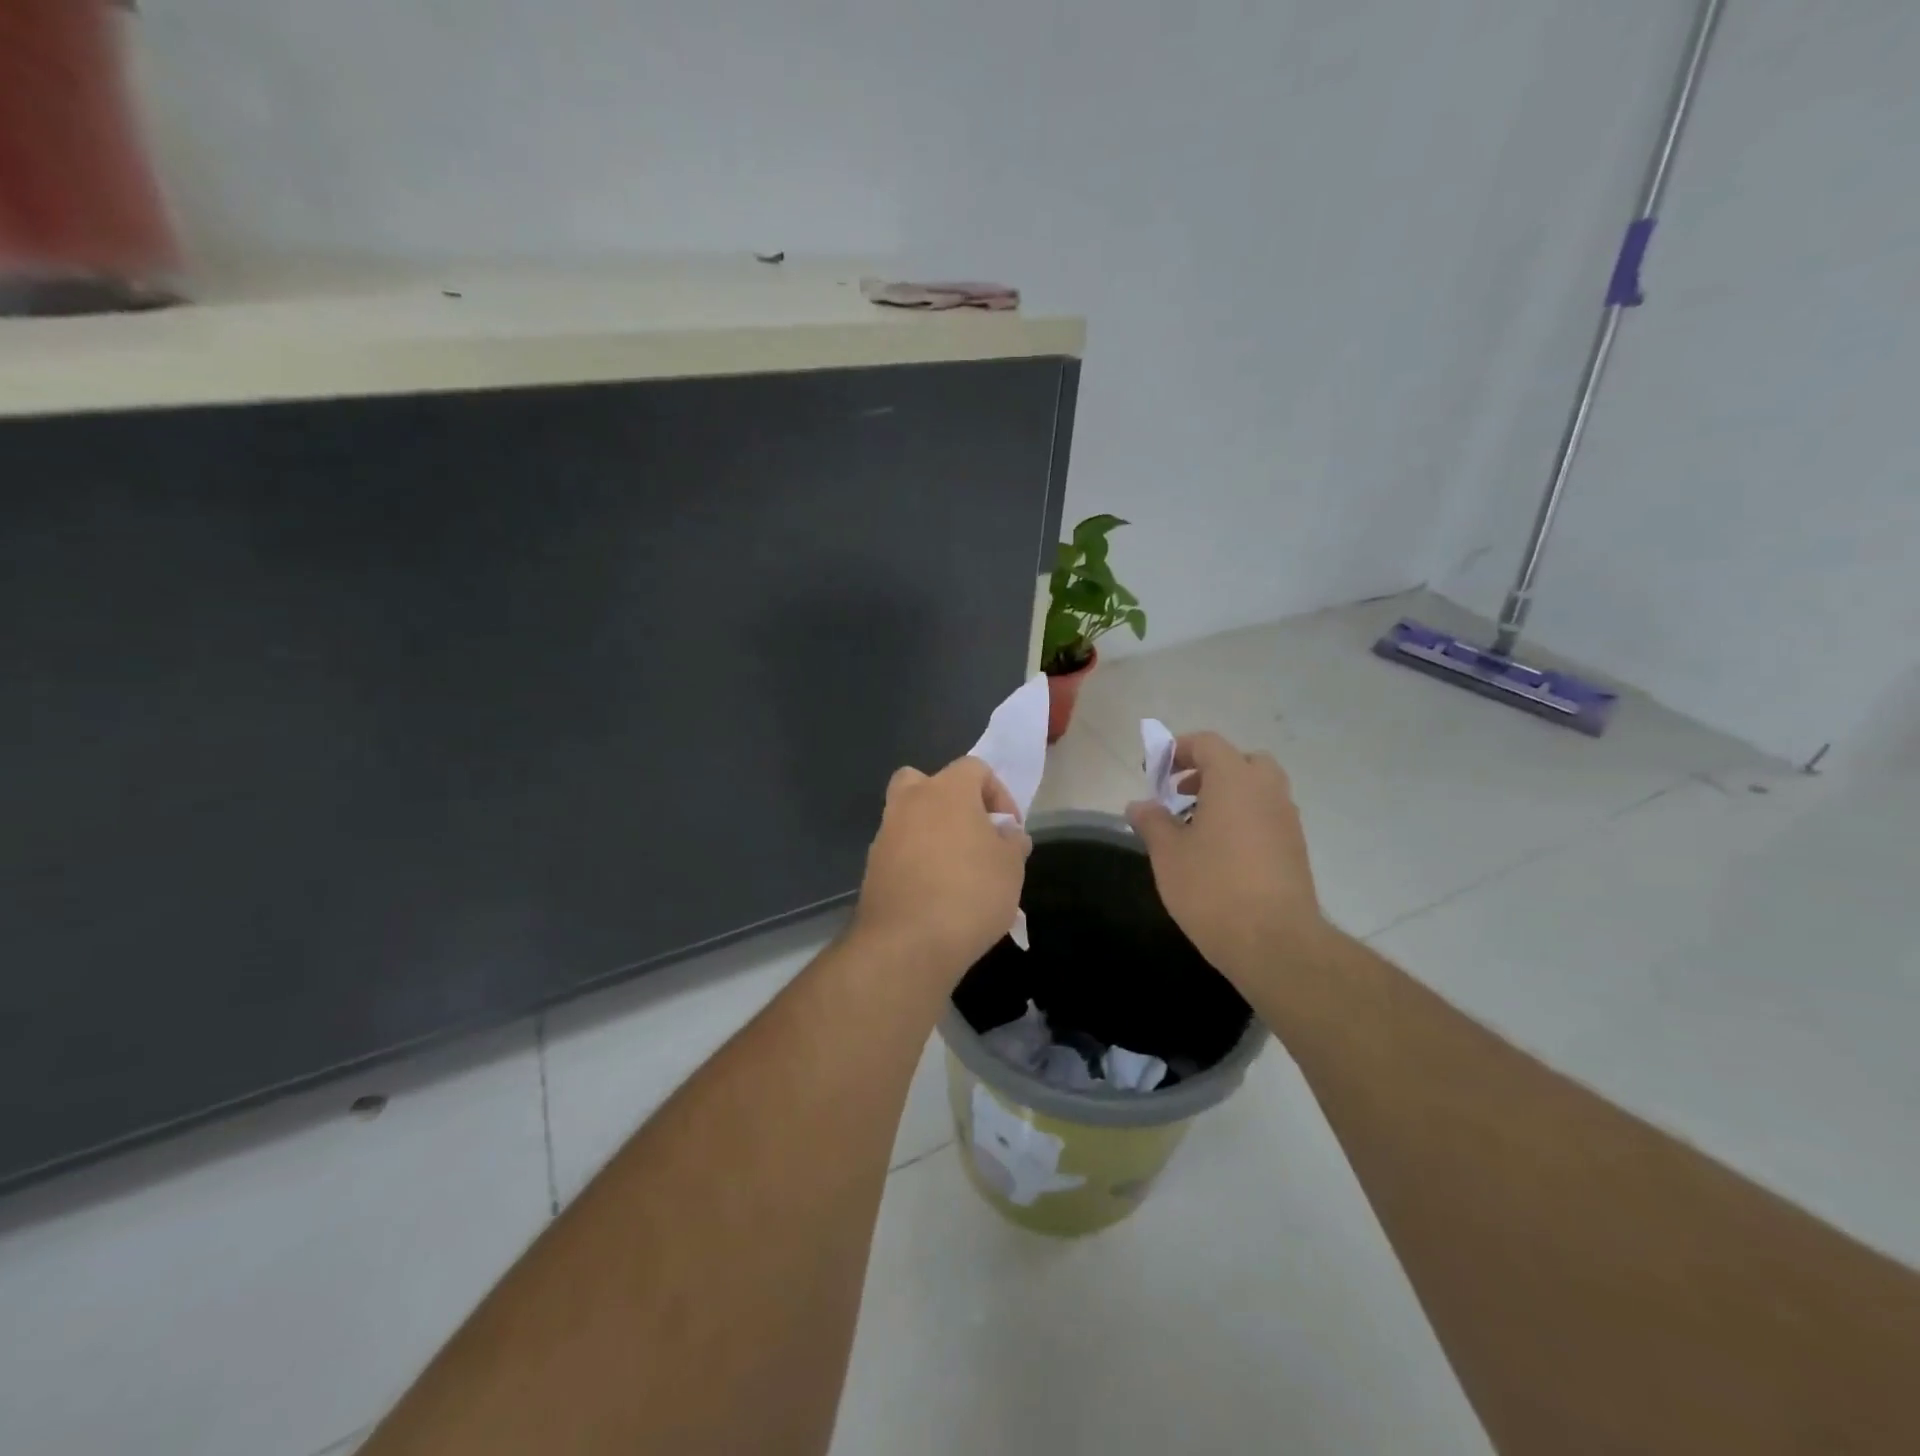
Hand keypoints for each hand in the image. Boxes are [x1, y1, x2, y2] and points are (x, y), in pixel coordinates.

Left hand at [851, 756, 1031, 984]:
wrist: (907, 944)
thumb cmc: (970, 893)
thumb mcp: (1011, 868)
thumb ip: (1012, 843)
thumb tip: (1008, 835)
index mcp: (946, 790)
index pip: (974, 768)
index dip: (999, 793)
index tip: (1009, 830)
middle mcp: (909, 802)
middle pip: (926, 782)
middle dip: (950, 801)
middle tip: (972, 833)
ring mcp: (885, 834)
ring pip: (909, 817)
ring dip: (932, 833)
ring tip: (958, 870)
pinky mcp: (872, 867)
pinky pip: (899, 851)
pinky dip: (916, 861)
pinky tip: (935, 893)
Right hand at [1125, 731, 1327, 982]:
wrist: (1275, 943)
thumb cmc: (1213, 888)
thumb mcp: (1168, 853)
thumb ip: (1152, 821)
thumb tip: (1139, 805)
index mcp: (1235, 780)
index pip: (1208, 744)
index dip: (1178, 750)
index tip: (1155, 772)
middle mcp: (1267, 791)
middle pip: (1241, 762)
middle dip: (1209, 770)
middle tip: (1181, 793)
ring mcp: (1287, 821)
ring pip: (1257, 790)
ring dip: (1227, 796)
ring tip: (1196, 827)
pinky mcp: (1295, 850)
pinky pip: (1266, 817)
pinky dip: (1244, 819)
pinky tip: (1220, 854)